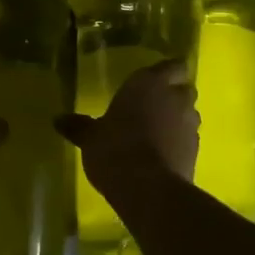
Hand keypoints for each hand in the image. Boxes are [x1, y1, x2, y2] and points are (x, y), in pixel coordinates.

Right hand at [55, 58, 199, 192]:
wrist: (148, 189)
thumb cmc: (115, 149)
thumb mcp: (90, 137)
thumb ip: (78, 126)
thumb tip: (58, 120)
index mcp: (149, 83)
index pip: (173, 65)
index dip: (168, 72)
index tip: (156, 80)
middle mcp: (174, 98)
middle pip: (184, 88)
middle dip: (174, 95)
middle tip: (153, 106)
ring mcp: (189, 125)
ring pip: (189, 114)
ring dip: (178, 120)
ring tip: (157, 133)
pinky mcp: (196, 151)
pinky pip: (188, 139)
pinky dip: (179, 143)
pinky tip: (161, 155)